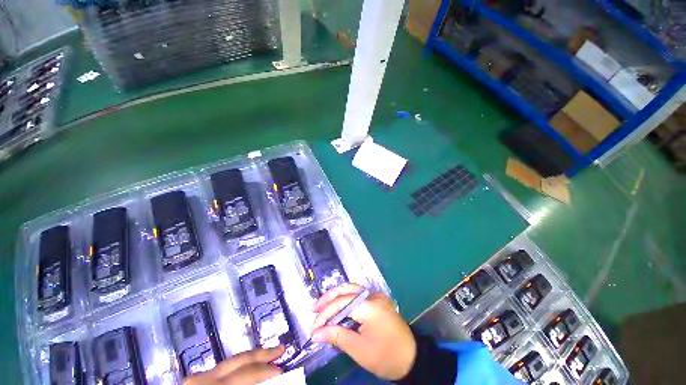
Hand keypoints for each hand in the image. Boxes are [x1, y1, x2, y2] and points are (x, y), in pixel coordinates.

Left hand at [182, 346, 283, 384]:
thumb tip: (272, 380)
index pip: (248, 372)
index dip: (267, 371)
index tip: (282, 370)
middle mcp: (206, 377)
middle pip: (241, 359)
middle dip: (263, 354)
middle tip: (281, 348)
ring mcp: (198, 376)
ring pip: (231, 360)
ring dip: (252, 358)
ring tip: (267, 354)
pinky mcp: (194, 378)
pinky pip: (222, 367)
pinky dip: (237, 365)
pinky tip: (246, 365)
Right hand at [310, 283, 416, 380]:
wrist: (411, 358)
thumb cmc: (385, 356)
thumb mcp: (359, 350)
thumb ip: (336, 337)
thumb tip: (316, 334)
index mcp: (370, 306)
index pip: (341, 304)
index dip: (325, 315)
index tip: (313, 329)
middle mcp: (373, 295)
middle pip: (345, 290)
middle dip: (328, 299)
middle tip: (314, 309)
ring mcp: (376, 295)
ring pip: (351, 289)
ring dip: (335, 296)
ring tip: (321, 306)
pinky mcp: (377, 299)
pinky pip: (357, 294)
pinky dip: (345, 299)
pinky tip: (337, 306)